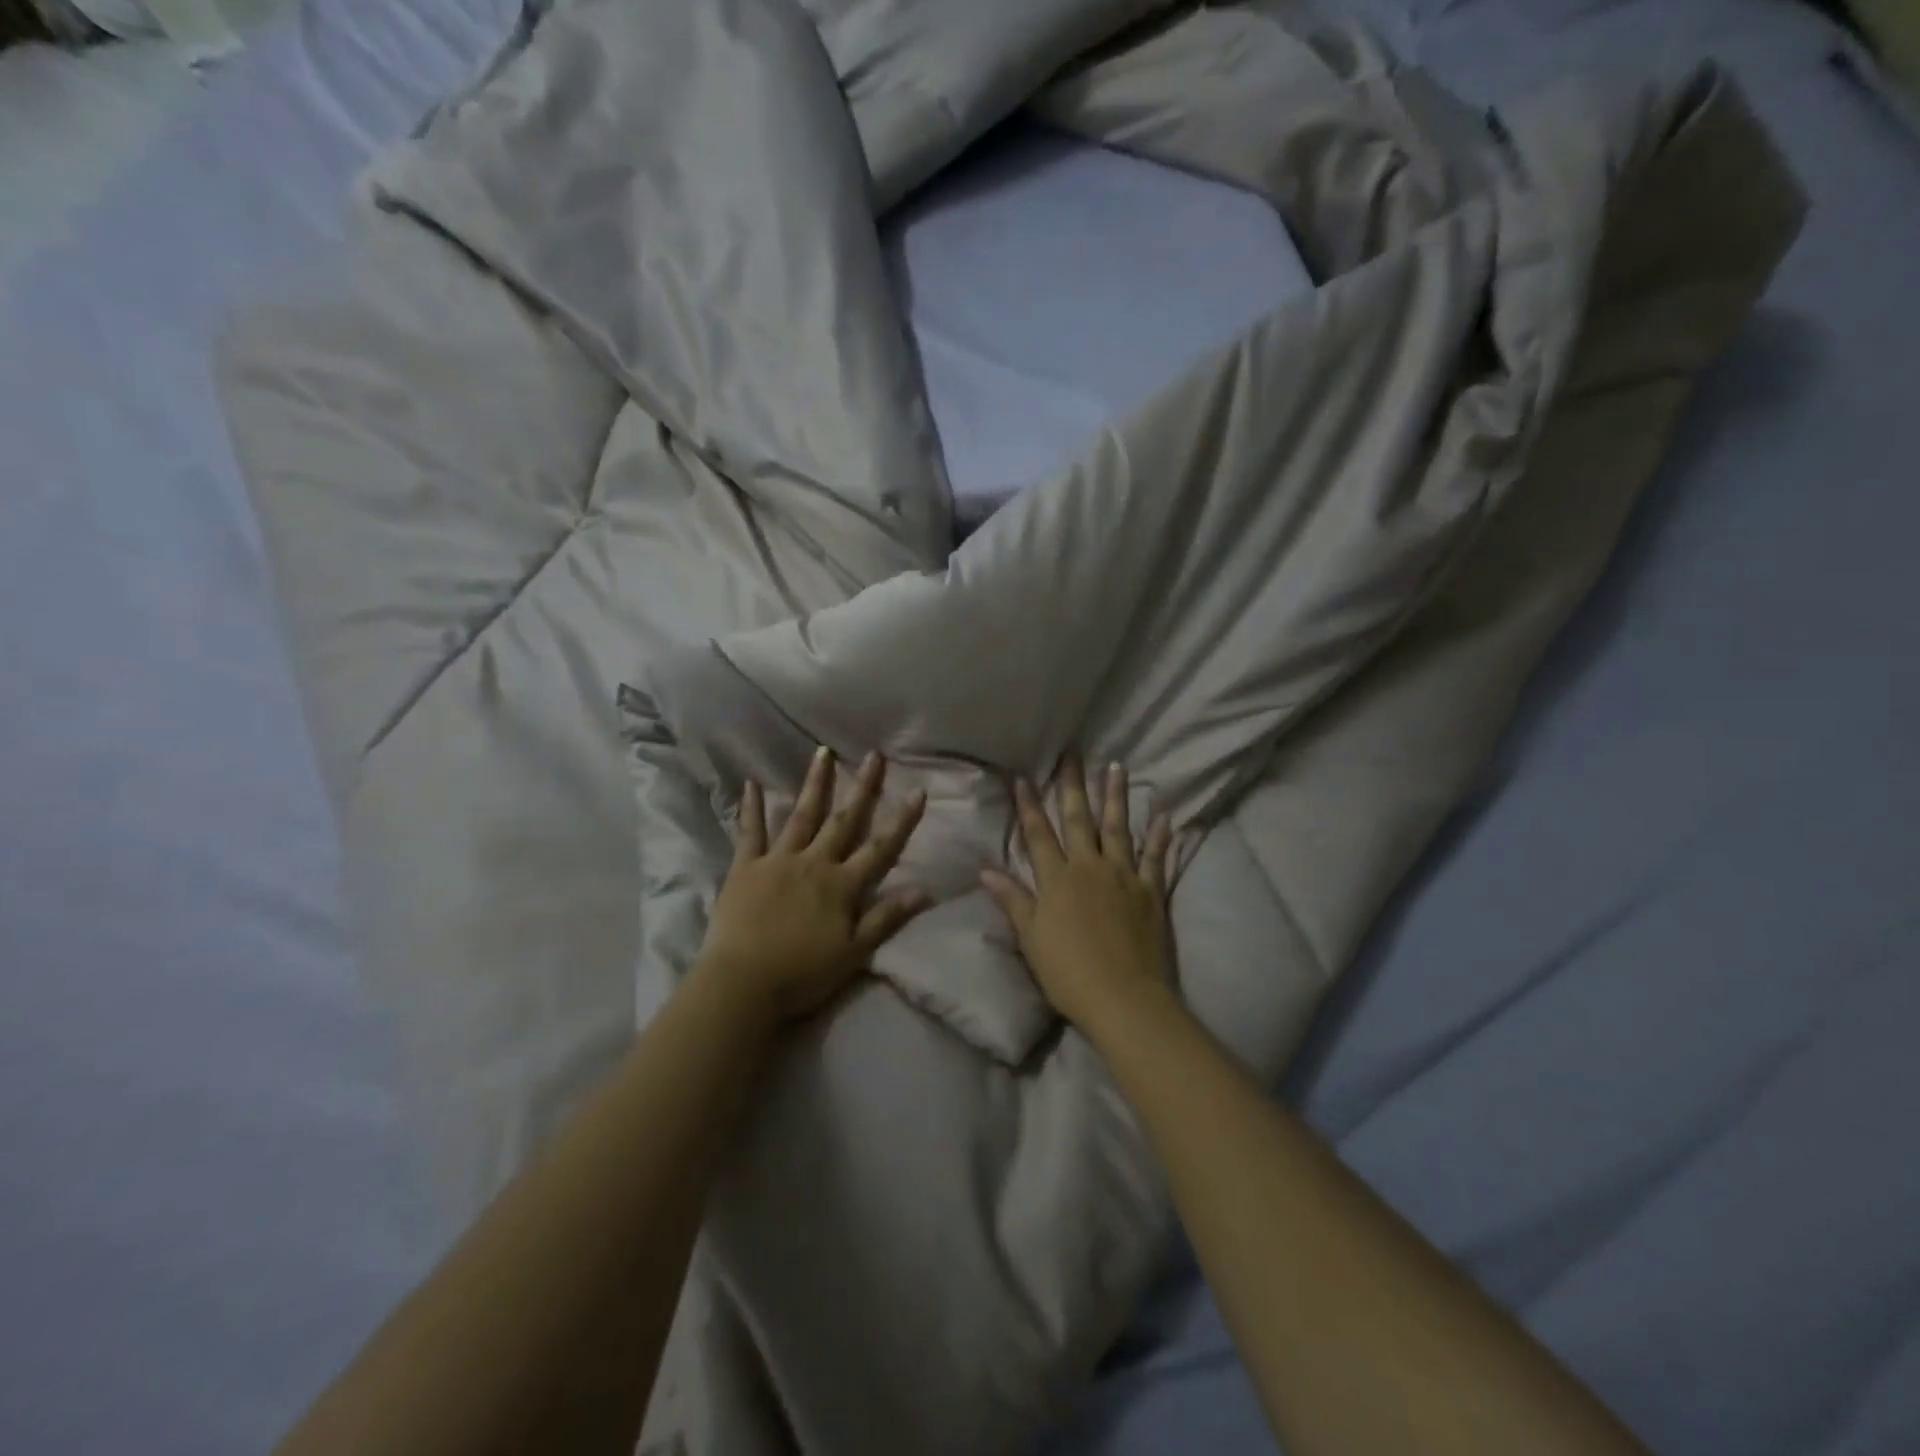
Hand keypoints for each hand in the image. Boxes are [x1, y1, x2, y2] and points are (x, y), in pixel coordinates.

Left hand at [697, 747, 930, 1023]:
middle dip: (862, 787)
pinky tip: (751, 783)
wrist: (742, 984)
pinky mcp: (745, 868)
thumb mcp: (853, 953)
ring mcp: (777, 861)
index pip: (881, 848)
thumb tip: (925, 891)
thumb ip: (886, 918)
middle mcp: (813, 863)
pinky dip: (751, 808)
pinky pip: (749, 832)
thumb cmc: (802, 974)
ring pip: (801, 815)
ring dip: (814, 784)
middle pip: (843, 820)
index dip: (902, 821)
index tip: (918, 791)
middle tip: (874, 755)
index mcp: (842, 885)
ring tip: (823, 752)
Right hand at [980, 755, 1174, 1036]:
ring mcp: (1124, 877)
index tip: (1023, 777)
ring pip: (1118, 829)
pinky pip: (1156, 858)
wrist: (1124, 999)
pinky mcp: (1151, 892)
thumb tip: (985, 870)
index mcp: (1057, 879)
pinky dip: (1160, 837)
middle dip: (1073, 786)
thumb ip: (1012, 900)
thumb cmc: (1069, 973)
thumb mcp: (1031, 938)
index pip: (1038, 834)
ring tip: (1117, 767)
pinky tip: (1164, 816)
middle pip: (1079, 820)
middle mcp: (1090, 868)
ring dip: (1116, 797)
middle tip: (1073, 755)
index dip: (1029, 805)